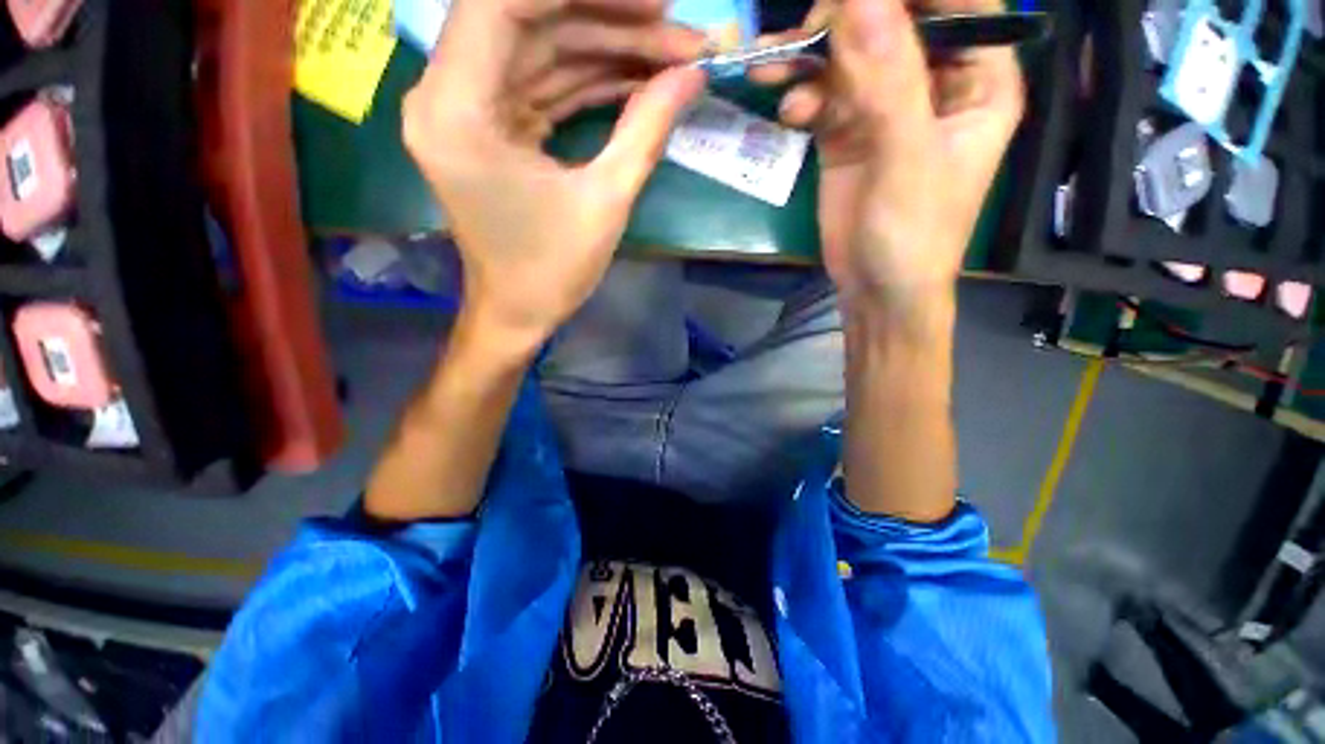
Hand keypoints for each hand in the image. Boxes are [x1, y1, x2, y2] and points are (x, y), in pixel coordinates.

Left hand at [403, 0, 706, 352]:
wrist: (518, 311)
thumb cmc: (552, 272)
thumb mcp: (605, 202)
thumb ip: (646, 131)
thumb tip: (692, 76)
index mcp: (456, 112)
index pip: (503, 1)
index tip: (650, 2)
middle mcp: (446, 95)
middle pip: (527, 19)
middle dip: (607, 19)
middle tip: (677, 31)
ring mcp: (467, 109)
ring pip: (540, 50)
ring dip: (606, 50)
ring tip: (671, 58)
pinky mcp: (490, 126)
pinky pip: (541, 83)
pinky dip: (588, 80)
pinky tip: (637, 82)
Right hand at [752, 0, 1022, 319]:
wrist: (875, 289)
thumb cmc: (913, 234)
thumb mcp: (907, 157)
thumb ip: (888, 80)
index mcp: (978, 77)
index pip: (954, 2)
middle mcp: (933, 82)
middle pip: (892, 22)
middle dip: (845, 21)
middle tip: (806, 33)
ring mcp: (885, 108)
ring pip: (848, 58)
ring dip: (810, 58)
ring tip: (774, 69)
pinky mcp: (847, 135)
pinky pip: (823, 97)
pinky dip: (802, 97)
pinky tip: (787, 111)